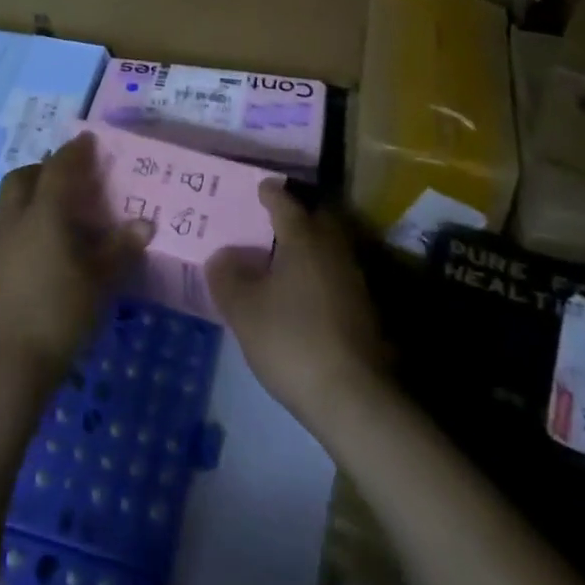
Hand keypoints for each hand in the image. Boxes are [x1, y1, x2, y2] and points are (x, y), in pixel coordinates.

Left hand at [0, 131, 154, 396]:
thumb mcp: (97, 282)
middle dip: (44, 170)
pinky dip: (17, 223)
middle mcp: (12, 217)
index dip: (74, 151)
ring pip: (7, 202)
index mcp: (43, 212)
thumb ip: (119, 249)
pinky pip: (0, 228)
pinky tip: (33, 249)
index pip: (59, 168)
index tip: (87, 140)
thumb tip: (145, 223)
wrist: (0, 367)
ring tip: (51, 213)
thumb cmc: (56, 315)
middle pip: (23, 177)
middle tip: (67, 179)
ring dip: (27, 196)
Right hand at [208, 181, 389, 430]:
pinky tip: (301, 295)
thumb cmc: (292, 339)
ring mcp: (353, 277)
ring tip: (281, 259)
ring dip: (306, 246)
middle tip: (269, 221)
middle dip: (294, 215)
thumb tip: (221, 256)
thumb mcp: (244, 310)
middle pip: (313, 218)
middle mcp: (332, 247)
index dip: (269, 192)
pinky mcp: (363, 308)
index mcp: (303, 237)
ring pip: (326, 247)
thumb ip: (227, 277)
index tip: (258, 188)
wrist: (354, 396)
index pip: (284, 201)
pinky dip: (317, 274)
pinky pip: (334, 274)